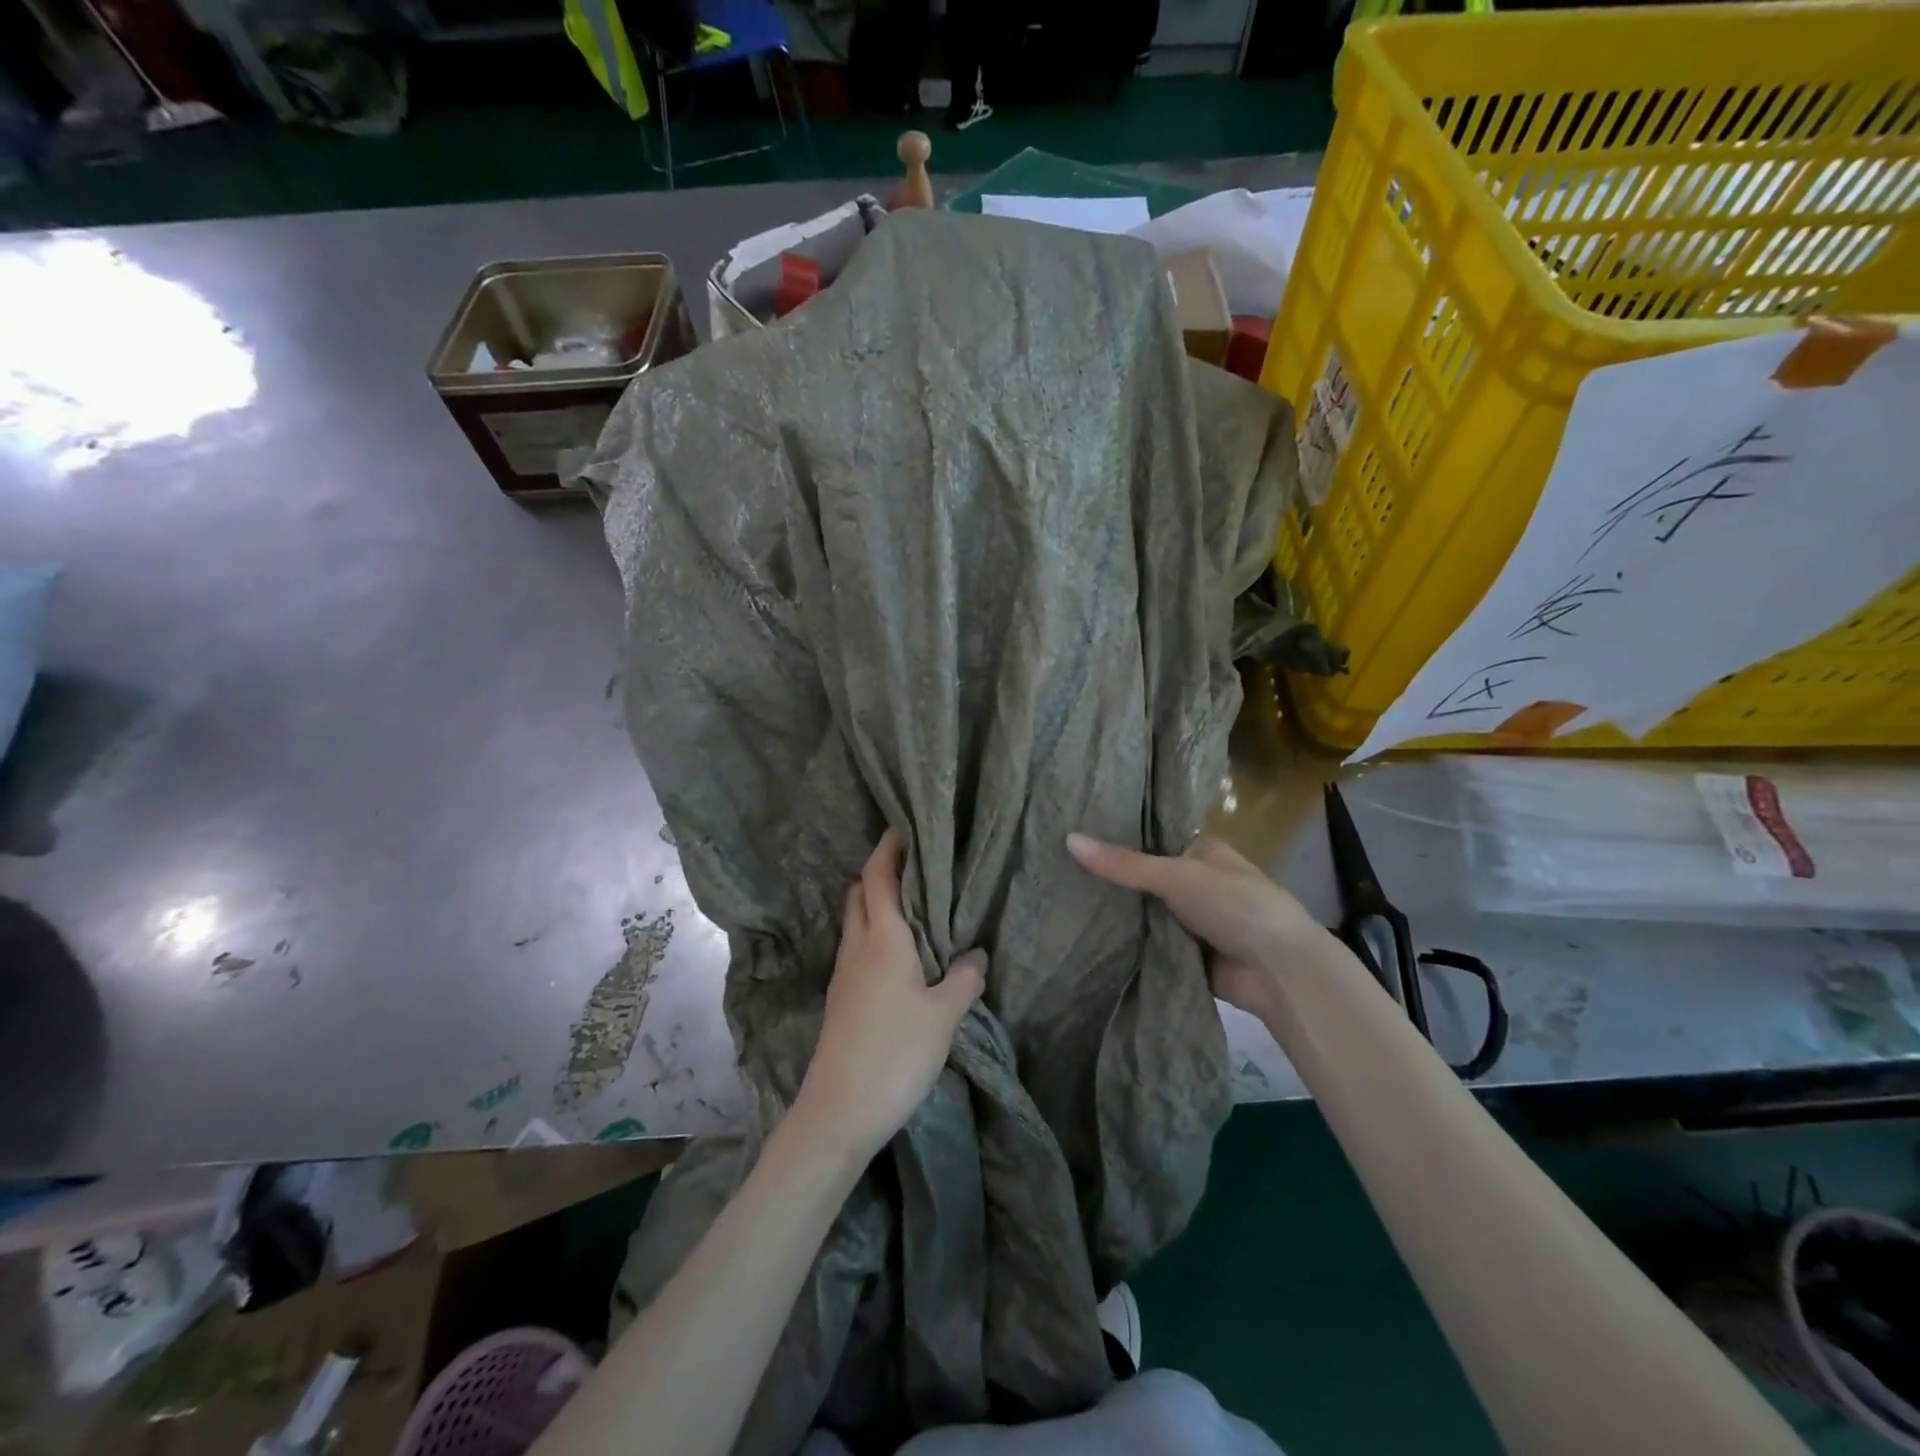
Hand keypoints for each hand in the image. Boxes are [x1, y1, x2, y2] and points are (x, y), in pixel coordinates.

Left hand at [797, 829, 985, 1158]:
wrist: (840, 1110)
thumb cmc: (895, 1053)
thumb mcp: (944, 1015)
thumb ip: (964, 978)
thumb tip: (975, 954)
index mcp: (882, 939)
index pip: (877, 877)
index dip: (887, 848)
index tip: (904, 826)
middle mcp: (858, 946)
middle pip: (861, 892)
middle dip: (882, 871)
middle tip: (917, 863)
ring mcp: (845, 973)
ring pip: (857, 920)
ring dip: (878, 902)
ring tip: (916, 903)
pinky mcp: (843, 997)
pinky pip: (859, 946)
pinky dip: (877, 932)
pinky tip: (902, 951)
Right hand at [1066, 832, 1333, 1015]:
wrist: (1279, 972)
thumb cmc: (1236, 905)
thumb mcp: (1177, 876)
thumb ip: (1124, 864)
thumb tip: (1068, 839)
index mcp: (1200, 851)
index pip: (1150, 836)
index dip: (1115, 835)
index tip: (1072, 829)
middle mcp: (1194, 881)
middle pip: (1142, 876)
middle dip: (1109, 877)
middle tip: (1054, 867)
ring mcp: (1189, 919)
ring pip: (1142, 910)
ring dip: (1114, 911)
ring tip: (1056, 896)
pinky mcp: (1184, 953)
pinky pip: (1147, 942)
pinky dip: (1124, 941)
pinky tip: (1082, 933)